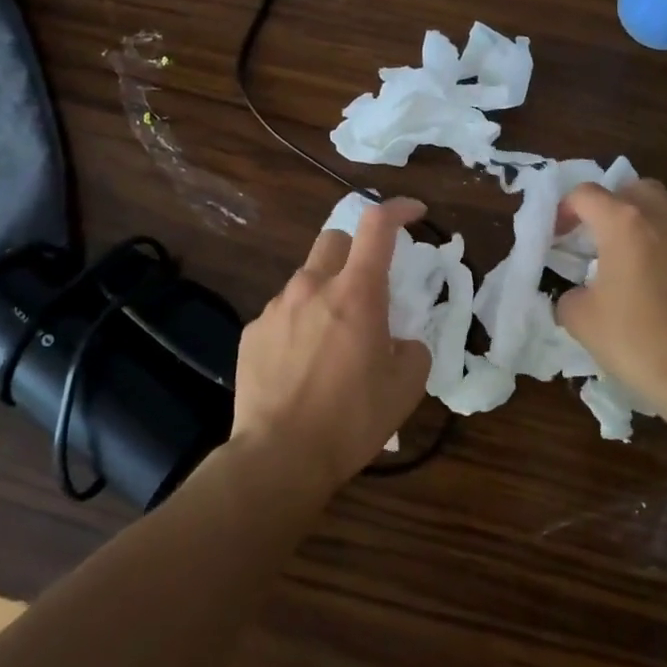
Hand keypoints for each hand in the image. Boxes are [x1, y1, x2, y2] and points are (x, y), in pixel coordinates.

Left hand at [231, 197, 431, 494]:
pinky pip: (282, 313)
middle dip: (355, 250)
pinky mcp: (251, 332)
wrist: (278, 458)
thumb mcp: (406, 387)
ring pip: (306, 279)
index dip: (398, 209)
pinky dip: (299, 324)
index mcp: (355, 293)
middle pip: (334, 239)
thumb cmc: (351, 420)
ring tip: (332, 340)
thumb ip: (413, 349)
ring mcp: (276, 307)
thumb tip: (401, 341)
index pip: (376, 226)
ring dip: (325, 293)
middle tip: (367, 287)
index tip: (415, 213)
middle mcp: (312, 287)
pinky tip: (301, 364)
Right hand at [553, 179, 666, 419]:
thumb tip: (577, 294)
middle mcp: (665, 219)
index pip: (586, 194)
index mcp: (625, 223)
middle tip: (597, 235)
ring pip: (666, 211)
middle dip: (611, 204)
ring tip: (630, 259)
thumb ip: (569, 294)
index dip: (565, 210)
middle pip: (633, 188)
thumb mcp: (580, 319)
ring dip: (643, 224)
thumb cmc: (635, 340)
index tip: (558, 236)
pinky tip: (660, 286)